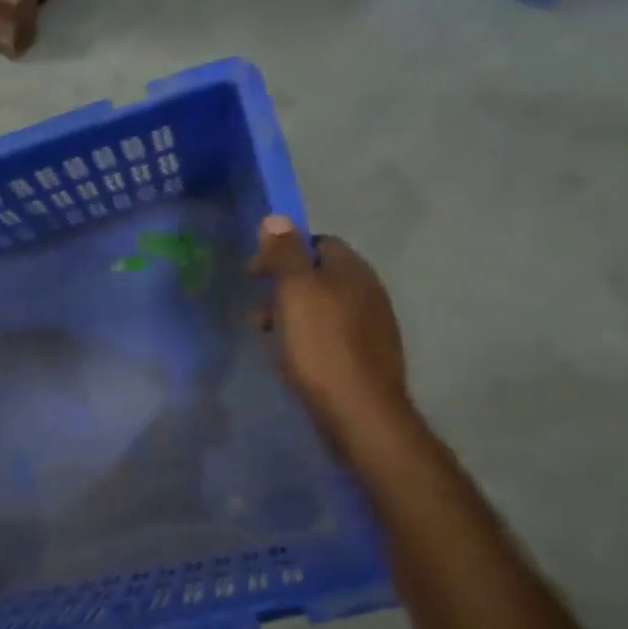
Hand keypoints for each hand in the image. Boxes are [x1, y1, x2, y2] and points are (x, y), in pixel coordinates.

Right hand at [249, 217, 408, 439]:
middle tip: (258, 311)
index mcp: (353, 271)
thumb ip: (285, 255)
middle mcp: (368, 292)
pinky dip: (307, 337)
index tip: (255, 273)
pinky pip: (330, 334)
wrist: (359, 411)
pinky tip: (293, 357)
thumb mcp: (295, 293)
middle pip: (320, 276)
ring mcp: (372, 326)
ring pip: (323, 307)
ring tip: (268, 337)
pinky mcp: (367, 356)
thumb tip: (276, 217)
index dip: (284, 252)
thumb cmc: (321, 346)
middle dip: (284, 287)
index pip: (319, 243)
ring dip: (292, 315)